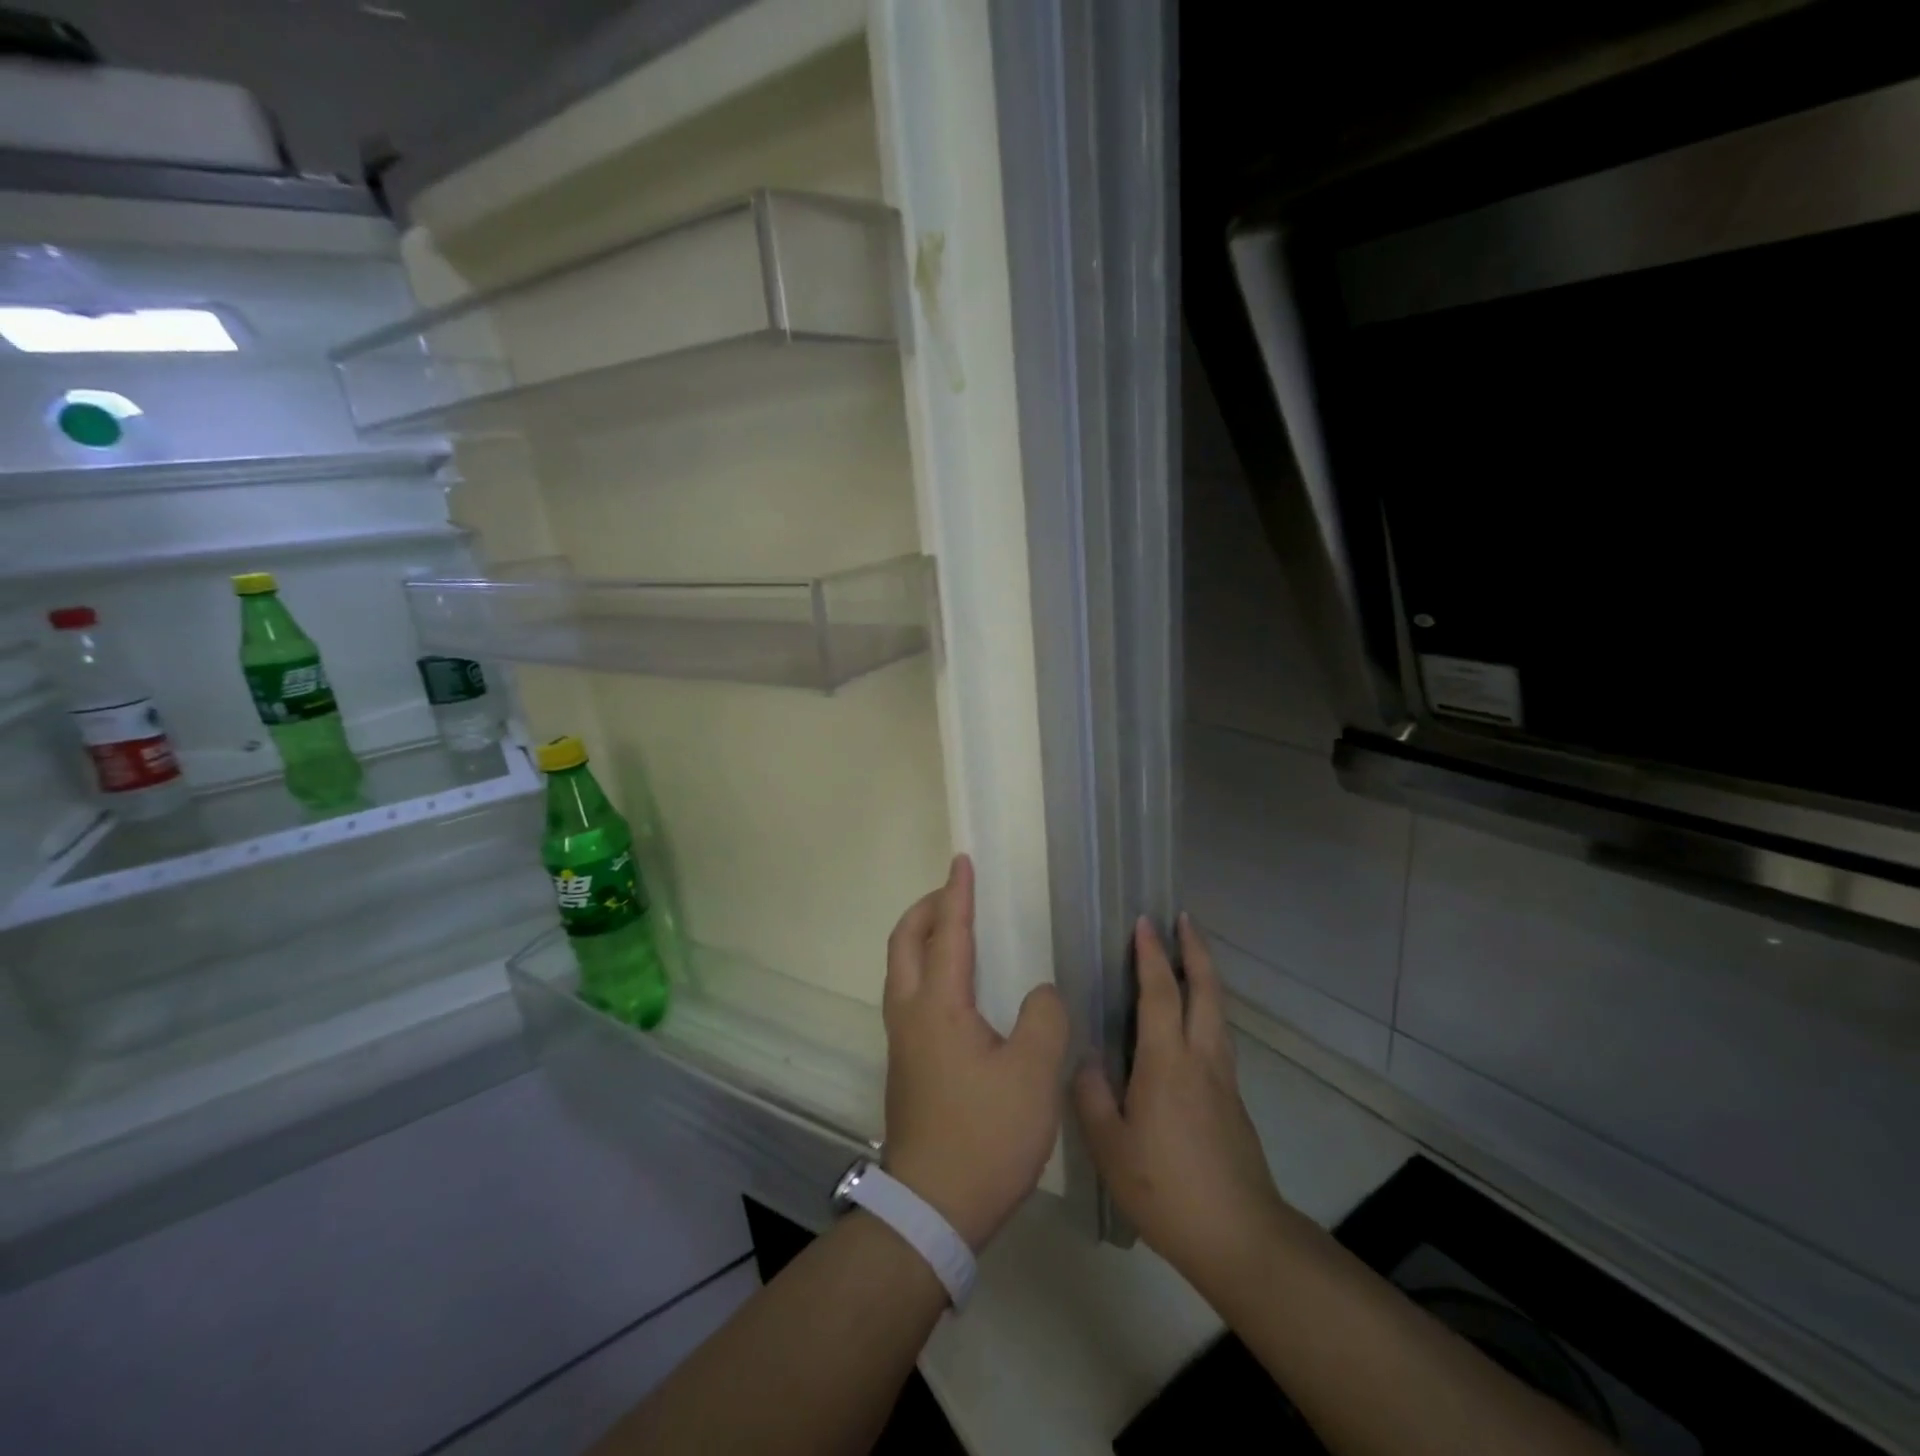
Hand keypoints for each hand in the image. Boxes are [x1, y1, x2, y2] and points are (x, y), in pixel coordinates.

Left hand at [881, 854, 1069, 1250]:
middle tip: (956, 893)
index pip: (948, 932)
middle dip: (927, 909)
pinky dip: (925, 967)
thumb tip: (1041, 993)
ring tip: (956, 930)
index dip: (957, 894)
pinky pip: (909, 993)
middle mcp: (911, 1013)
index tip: (963, 861)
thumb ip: (1044, 1019)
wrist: (932, 1209)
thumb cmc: (985, 1135)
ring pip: (902, 968)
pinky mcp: (906, 1063)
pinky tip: (957, 987)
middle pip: (904, 942)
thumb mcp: (1033, 1075)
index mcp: (939, 1005)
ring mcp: (902, 1040)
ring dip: (922, 937)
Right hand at [1074, 915, 1288, 1297]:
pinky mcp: (1233, 1100)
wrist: (1241, 1238)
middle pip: (1206, 989)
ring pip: (1218, 1010)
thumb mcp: (1110, 1148)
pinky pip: (1218, 1035)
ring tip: (1191, 956)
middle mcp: (1201, 1058)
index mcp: (1167, 1062)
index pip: (1159, 992)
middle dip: (1195, 949)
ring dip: (1206, 975)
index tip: (1144, 922)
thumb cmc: (1167, 1190)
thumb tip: (1088, 1058)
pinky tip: (1192, 1020)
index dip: (1151, 954)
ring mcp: (1223, 1078)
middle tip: (1183, 919)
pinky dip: (1207, 1008)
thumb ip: (1092, 1096)